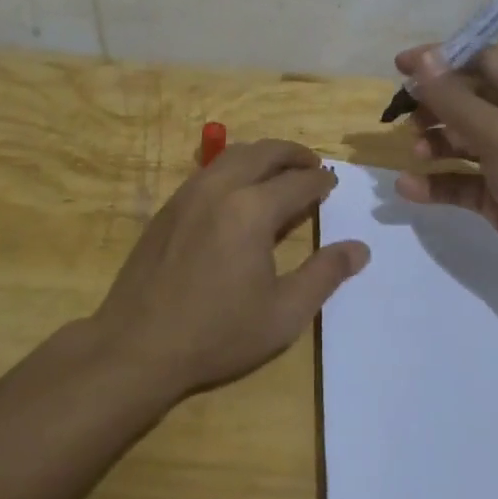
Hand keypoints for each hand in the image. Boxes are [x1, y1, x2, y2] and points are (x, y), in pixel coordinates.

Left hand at [91, 139, 369, 400]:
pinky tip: (239, 191)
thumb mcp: (283, 313)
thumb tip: (360, 248)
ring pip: (232, 155)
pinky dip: (234, 167)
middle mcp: (220, 188)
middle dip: (293, 154)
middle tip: (313, 165)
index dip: (320, 181)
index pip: (298, 182)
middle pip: (264, 152)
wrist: (137, 346)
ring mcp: (189, 194)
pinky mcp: (168, 207)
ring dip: (262, 155)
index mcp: (252, 210)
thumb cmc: (217, 333)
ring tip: (280, 171)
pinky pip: (209, 171)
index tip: (333, 184)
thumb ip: (325, 275)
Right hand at [394, 45, 497, 296]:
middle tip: (403, 116)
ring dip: (435, 144)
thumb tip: (422, 59)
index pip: (485, 62)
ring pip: (463, 141)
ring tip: (415, 153)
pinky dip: (438, 182)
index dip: (442, 61)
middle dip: (435, 107)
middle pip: (470, 101)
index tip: (400, 68)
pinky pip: (463, 180)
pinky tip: (409, 188)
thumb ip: (456, 100)